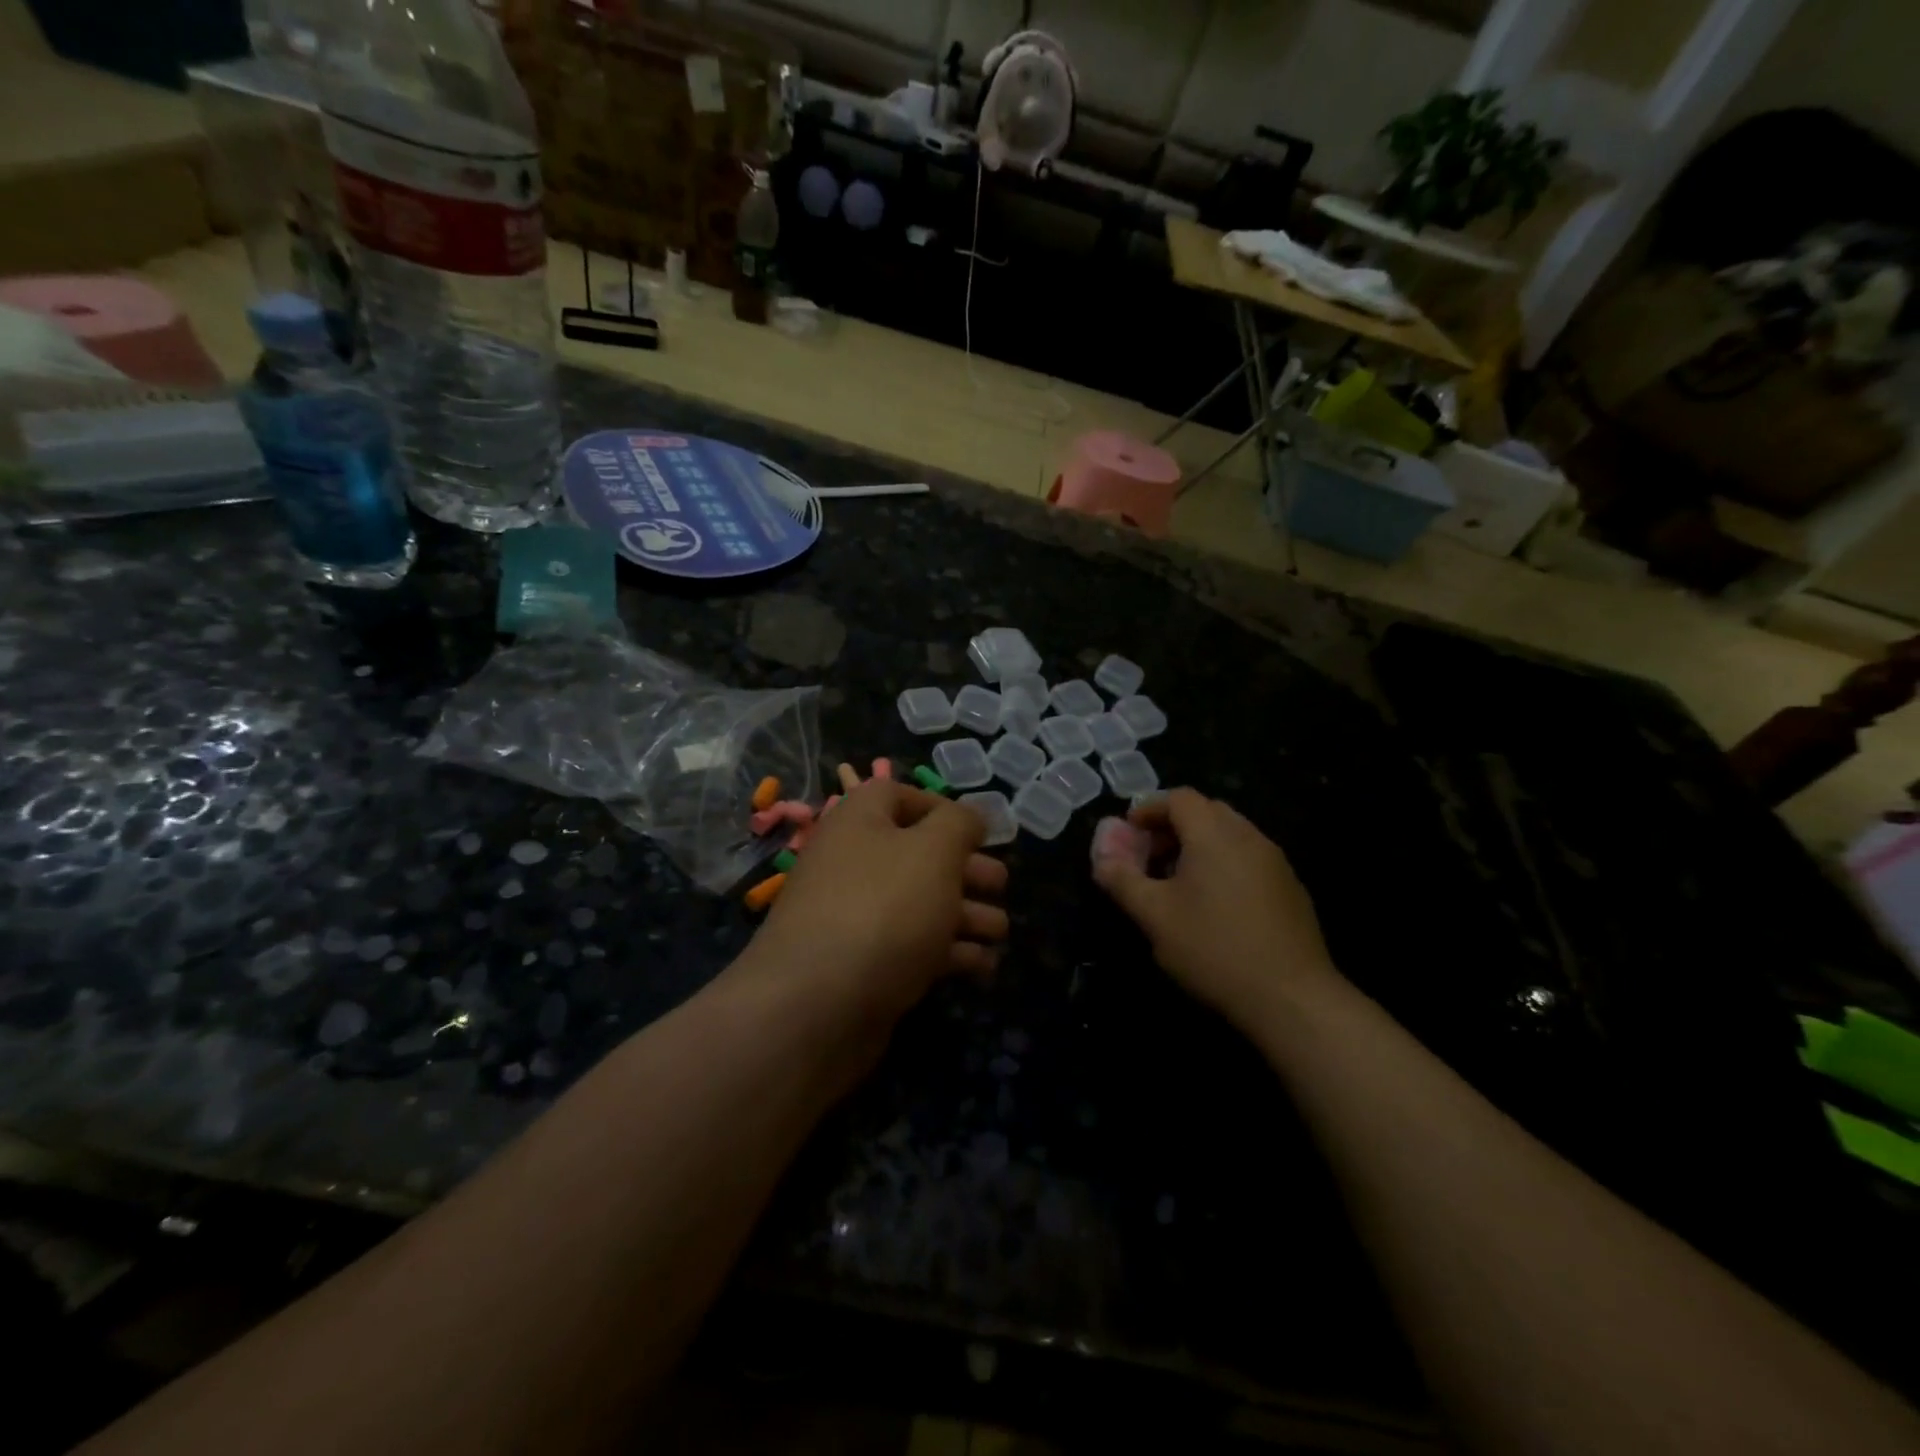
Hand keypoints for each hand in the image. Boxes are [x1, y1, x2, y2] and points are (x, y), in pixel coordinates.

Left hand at [743, 781, 1009, 1026]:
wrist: (818, 1006)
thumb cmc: (883, 908)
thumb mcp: (934, 850)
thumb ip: (960, 823)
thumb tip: (970, 817)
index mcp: (859, 821)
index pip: (896, 795)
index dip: (939, 806)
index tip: (978, 831)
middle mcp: (853, 863)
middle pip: (918, 854)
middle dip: (966, 869)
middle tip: (1000, 885)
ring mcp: (857, 917)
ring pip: (921, 904)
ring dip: (967, 914)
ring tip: (1000, 932)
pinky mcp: (866, 965)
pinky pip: (913, 947)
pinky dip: (950, 953)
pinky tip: (983, 965)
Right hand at [1091, 788, 1338, 1030]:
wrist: (1292, 997)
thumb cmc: (1213, 948)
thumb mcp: (1154, 916)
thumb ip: (1122, 880)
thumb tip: (1102, 858)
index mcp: (1214, 834)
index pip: (1179, 798)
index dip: (1149, 809)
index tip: (1129, 834)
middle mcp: (1248, 836)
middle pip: (1206, 811)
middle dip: (1173, 827)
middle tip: (1150, 858)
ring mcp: (1275, 862)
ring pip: (1230, 835)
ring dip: (1199, 846)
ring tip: (1178, 884)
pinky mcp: (1291, 888)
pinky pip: (1249, 858)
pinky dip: (1224, 864)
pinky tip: (1214, 906)